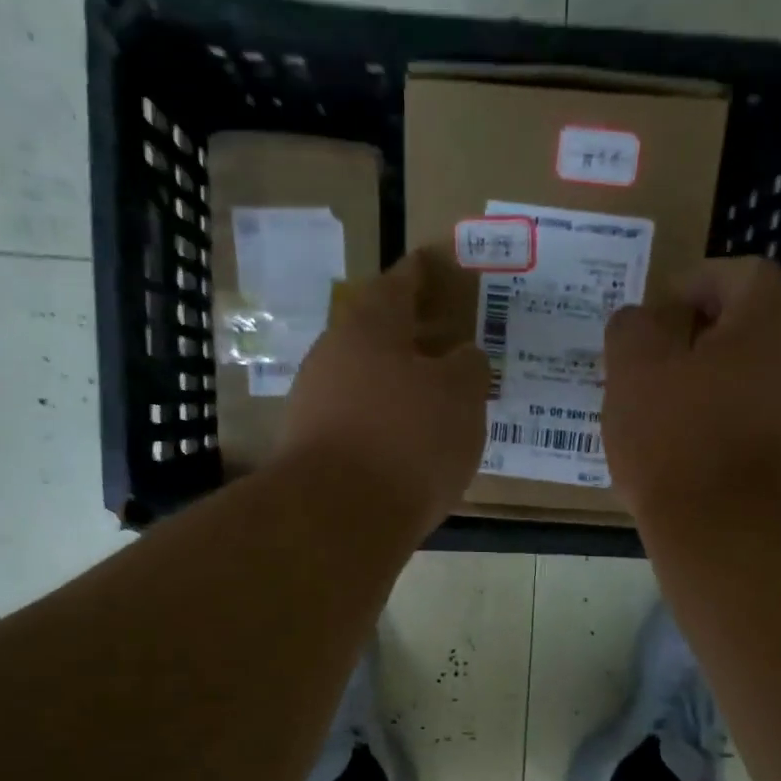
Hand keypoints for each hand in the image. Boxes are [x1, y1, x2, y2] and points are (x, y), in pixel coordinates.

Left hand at [280, 253, 490, 529]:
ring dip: (399, 381)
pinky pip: (359, 418)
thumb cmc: (408, 439)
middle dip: (412, 334)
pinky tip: (409, 440)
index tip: (435, 263)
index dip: (422, 274)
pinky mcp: (313, 446)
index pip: (400, 284)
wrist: (338, 516)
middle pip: (377, 332)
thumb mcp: (461, 397)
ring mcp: (316, 402)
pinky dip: (386, 420)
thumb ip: (467, 367)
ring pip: (366, 378)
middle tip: (448, 340)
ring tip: (437, 397)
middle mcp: (334, 354)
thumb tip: (461, 357)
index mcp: (370, 327)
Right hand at [603, 257, 780, 517]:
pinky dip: (699, 420)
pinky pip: (731, 420)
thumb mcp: (635, 366)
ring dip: (690, 381)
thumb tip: (641, 322)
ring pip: (732, 377)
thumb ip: (632, 327)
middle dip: (687, 336)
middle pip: (740, 328)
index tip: (659, 310)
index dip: (700, 279)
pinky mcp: (769, 457)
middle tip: (643, 357)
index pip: (746, 275)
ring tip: (644, 403)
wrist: (722, 528)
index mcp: (762, 327)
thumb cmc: (676, 435)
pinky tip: (663, 444)